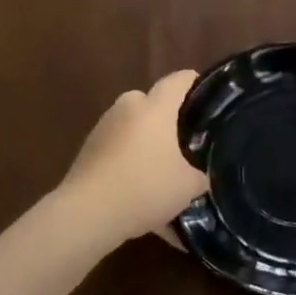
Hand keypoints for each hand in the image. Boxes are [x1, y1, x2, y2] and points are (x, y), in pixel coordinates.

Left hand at [62, 71, 207, 242]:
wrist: (87, 214)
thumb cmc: (144, 188)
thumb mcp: (187, 187)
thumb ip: (198, 175)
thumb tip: (198, 175)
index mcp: (155, 108)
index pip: (178, 80)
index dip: (194, 82)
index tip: (208, 94)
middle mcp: (127, 108)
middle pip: (152, 102)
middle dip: (167, 118)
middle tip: (185, 141)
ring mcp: (103, 127)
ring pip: (133, 126)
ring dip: (146, 141)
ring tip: (162, 170)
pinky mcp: (88, 149)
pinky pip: (118, 148)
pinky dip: (129, 161)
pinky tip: (139, 189)